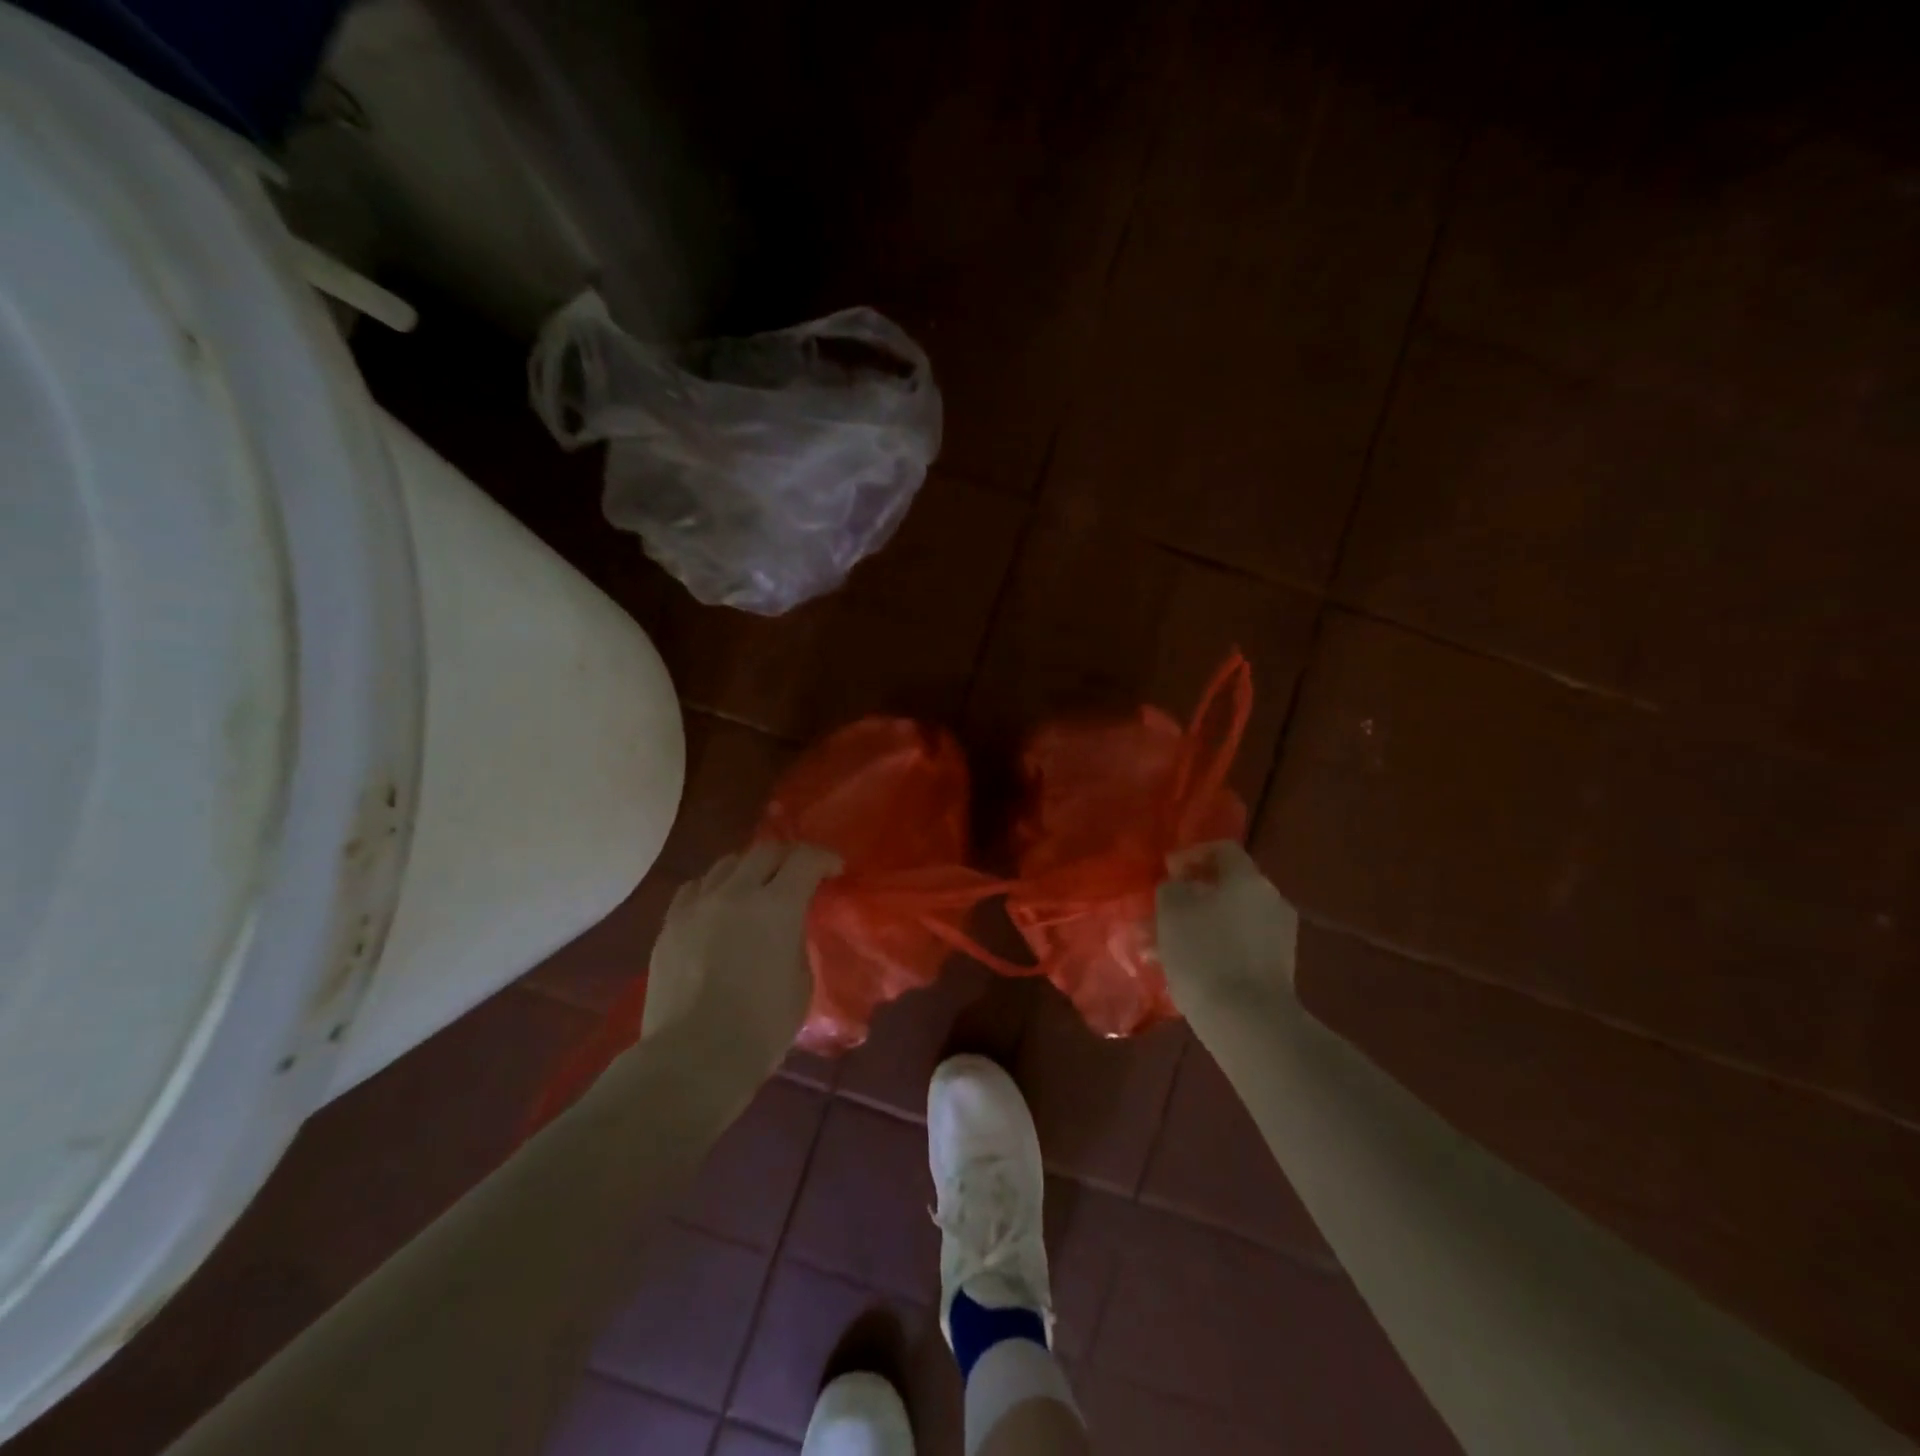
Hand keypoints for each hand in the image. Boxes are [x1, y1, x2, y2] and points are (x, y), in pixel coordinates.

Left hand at [644, 841, 841, 1078]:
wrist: (693, 1058)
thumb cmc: (761, 1027)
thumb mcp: (801, 981)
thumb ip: (796, 941)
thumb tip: (787, 929)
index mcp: (777, 906)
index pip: (805, 859)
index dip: (824, 858)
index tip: (834, 870)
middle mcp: (736, 893)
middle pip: (765, 851)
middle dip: (788, 857)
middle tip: (798, 875)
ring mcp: (697, 906)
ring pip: (726, 864)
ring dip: (749, 869)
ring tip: (755, 888)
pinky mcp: (669, 925)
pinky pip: (695, 889)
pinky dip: (714, 888)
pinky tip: (717, 906)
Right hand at [1156, 841, 1299, 1014]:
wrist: (1248, 1021)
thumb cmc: (1204, 953)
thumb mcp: (1171, 909)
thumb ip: (1172, 887)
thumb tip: (1179, 887)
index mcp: (1247, 879)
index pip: (1222, 849)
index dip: (1191, 855)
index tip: (1166, 872)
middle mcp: (1270, 899)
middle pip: (1225, 887)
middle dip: (1189, 897)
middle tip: (1159, 913)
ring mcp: (1278, 936)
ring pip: (1228, 919)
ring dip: (1196, 926)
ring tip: (1161, 948)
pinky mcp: (1277, 968)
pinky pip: (1239, 945)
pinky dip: (1213, 948)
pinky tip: (1186, 969)